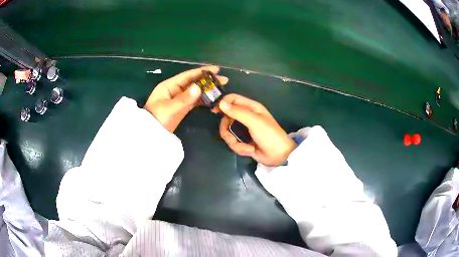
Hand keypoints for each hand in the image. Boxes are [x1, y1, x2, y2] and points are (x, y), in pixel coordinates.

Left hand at [144, 66, 227, 132]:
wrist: (151, 134)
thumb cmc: (157, 119)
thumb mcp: (170, 108)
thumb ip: (185, 98)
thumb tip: (198, 87)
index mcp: (169, 85)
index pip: (188, 75)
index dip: (202, 71)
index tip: (216, 69)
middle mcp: (175, 90)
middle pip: (194, 82)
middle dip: (208, 81)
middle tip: (224, 80)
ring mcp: (179, 99)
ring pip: (195, 92)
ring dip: (207, 90)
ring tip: (221, 89)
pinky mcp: (182, 107)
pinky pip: (194, 101)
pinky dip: (203, 100)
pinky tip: (212, 99)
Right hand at [219, 94, 296, 165]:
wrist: (279, 155)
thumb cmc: (269, 135)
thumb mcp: (254, 121)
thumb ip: (237, 112)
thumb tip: (221, 103)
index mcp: (250, 108)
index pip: (232, 99)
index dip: (223, 103)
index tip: (215, 111)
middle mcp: (246, 117)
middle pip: (226, 118)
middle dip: (227, 130)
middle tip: (231, 137)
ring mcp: (244, 130)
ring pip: (228, 133)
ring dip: (235, 143)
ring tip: (246, 147)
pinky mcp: (243, 141)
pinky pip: (233, 143)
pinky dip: (240, 148)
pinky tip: (250, 150)